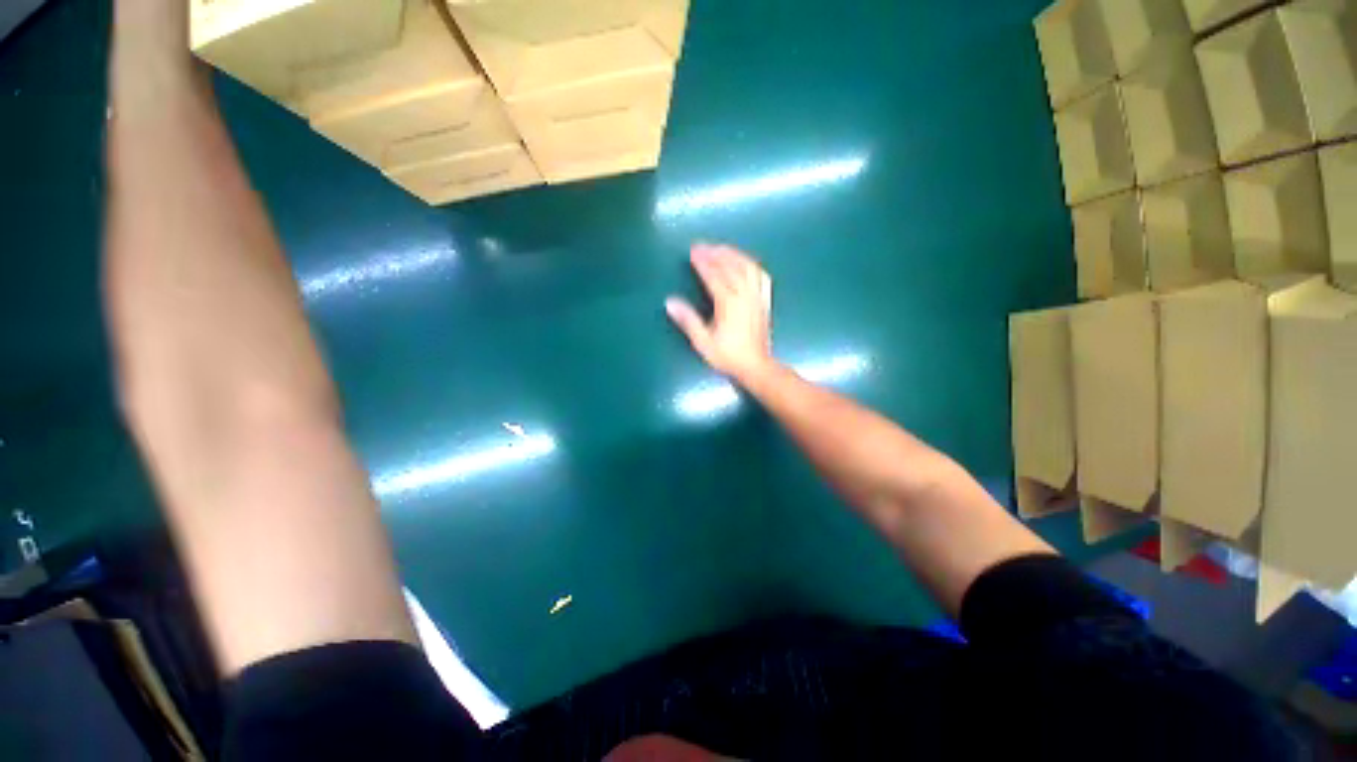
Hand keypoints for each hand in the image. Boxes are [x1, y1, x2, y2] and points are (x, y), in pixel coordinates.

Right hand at [666, 243, 773, 380]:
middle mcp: (745, 295)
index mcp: (728, 303)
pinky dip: (752, 265)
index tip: (693, 251)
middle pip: (730, 267)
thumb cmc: (728, 356)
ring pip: (747, 267)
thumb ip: (688, 320)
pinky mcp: (765, 301)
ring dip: (734, 255)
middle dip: (716, 254)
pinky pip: (761, 276)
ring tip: (722, 249)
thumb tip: (670, 302)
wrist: (756, 366)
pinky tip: (746, 263)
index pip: (714, 275)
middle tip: (703, 246)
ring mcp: (757, 296)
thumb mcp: (703, 342)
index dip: (703, 262)